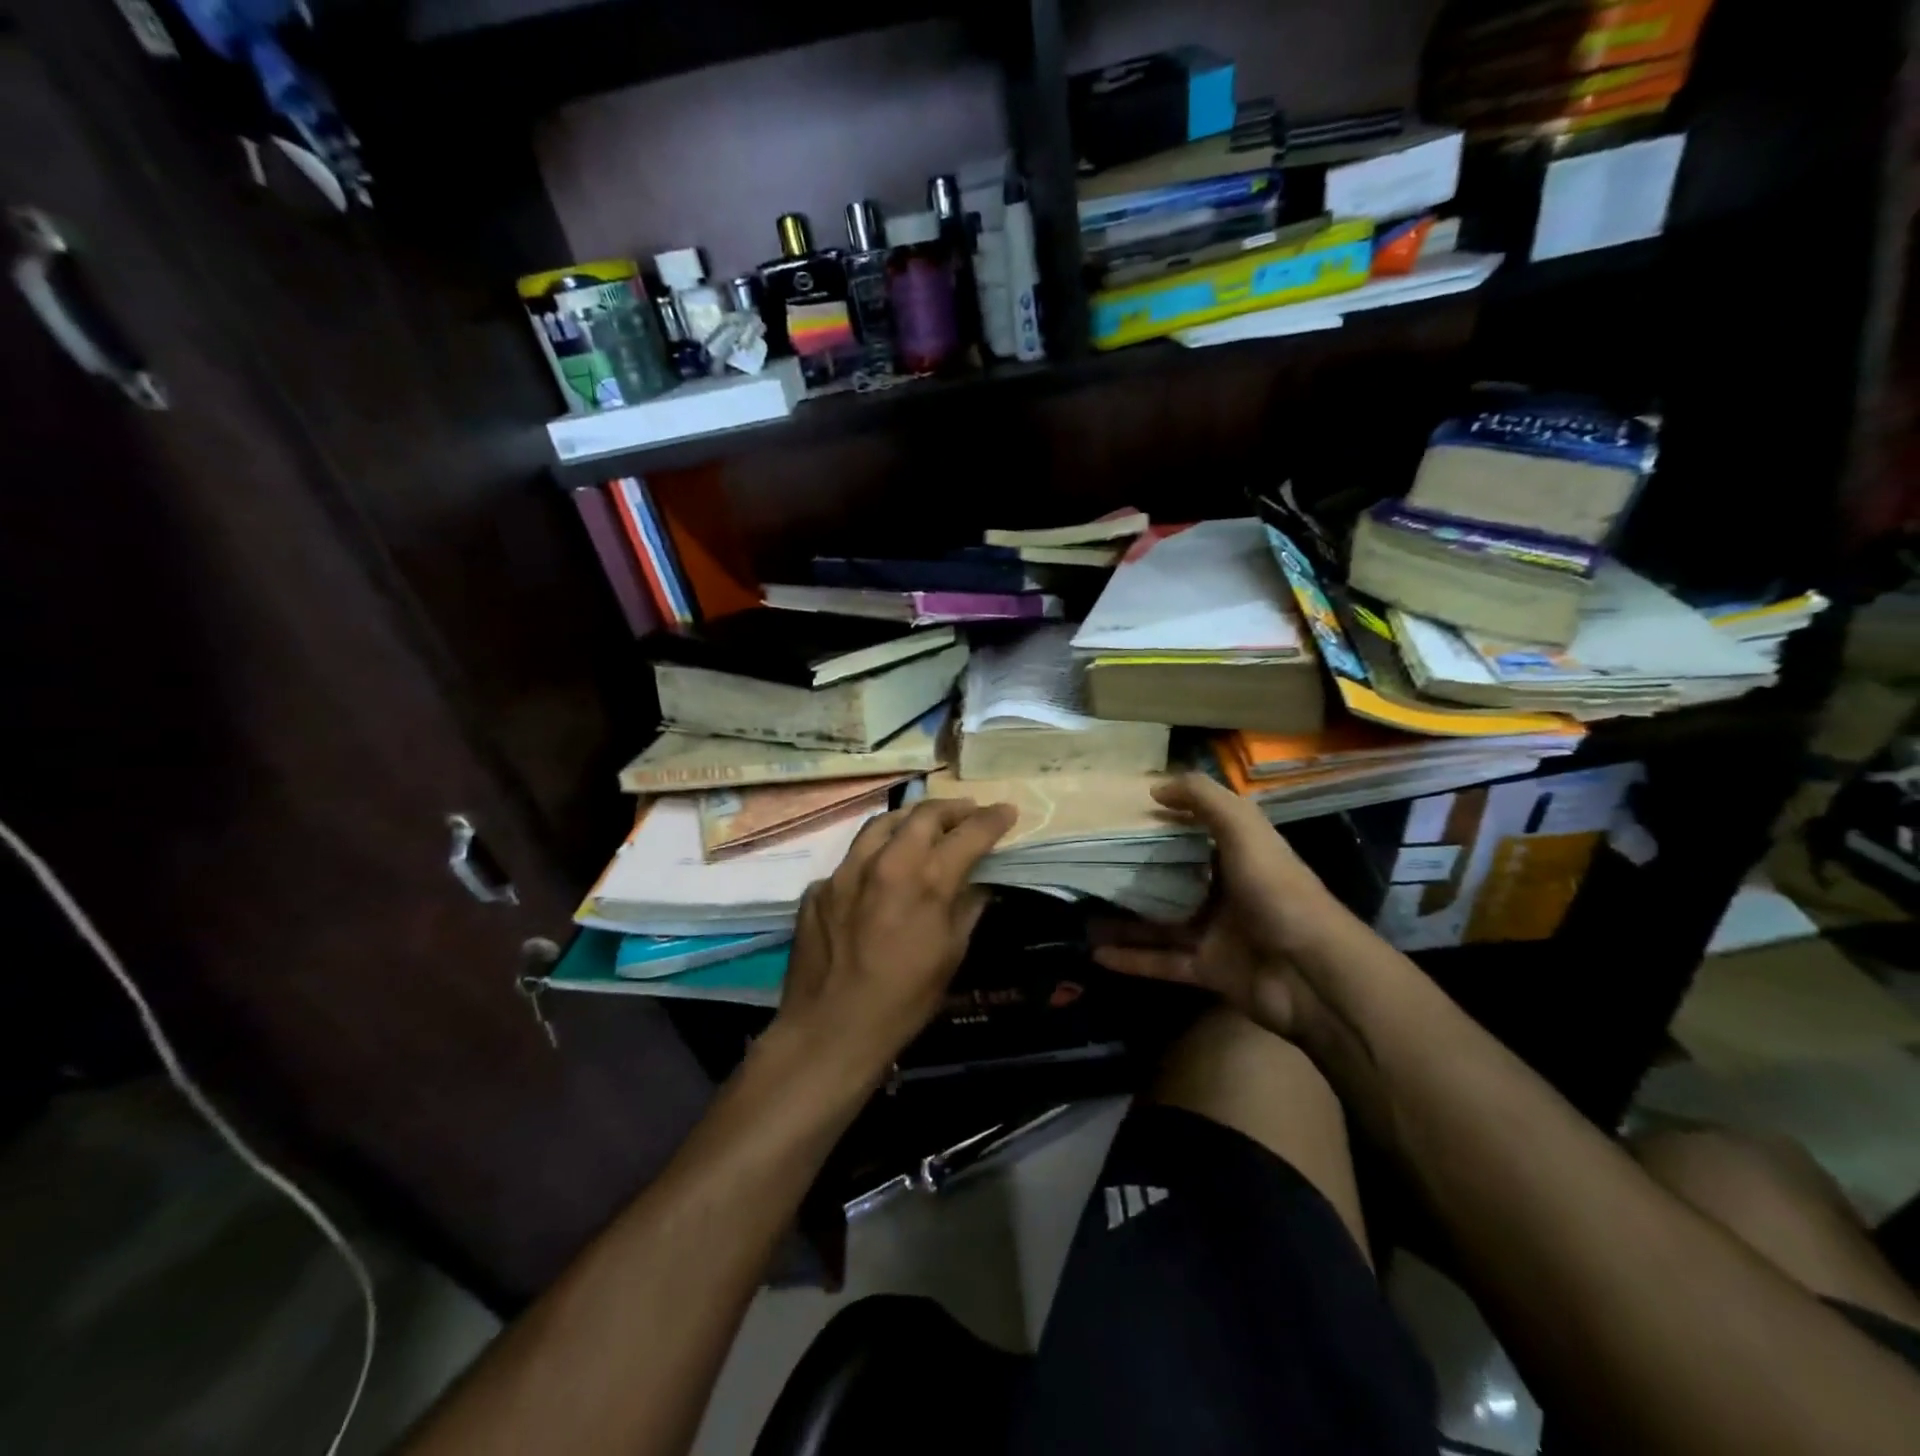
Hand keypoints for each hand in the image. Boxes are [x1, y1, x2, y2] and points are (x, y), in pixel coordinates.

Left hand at [775, 798, 1017, 1079]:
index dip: (993, 819)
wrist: (830, 1031)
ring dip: (910, 819)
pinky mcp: (818, 886)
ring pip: (882, 824)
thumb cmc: (904, 1002)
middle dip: (953, 808)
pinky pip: (852, 859)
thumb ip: (966, 908)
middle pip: (924, 814)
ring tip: (924, 826)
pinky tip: (880, 874)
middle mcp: (885, 862)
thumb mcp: (951, 955)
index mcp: (926, 880)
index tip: (1006, 811)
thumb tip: (976, 883)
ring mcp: (845, 870)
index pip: (969, 833)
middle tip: (968, 813)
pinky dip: (874, 856)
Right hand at [1092, 773, 1351, 1039]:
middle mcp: (1227, 891)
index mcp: (1240, 856)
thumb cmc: (1277, 893)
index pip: (1196, 832)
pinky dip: (1132, 959)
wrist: (1312, 975)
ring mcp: (1217, 933)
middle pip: (1172, 879)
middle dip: (1135, 874)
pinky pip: (1163, 962)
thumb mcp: (1245, 831)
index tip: (1120, 815)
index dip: (1163, 821)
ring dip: (1124, 920)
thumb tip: (1156, 787)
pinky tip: (1096, 953)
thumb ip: (1205, 800)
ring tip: (1082, 913)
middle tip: (1091, 866)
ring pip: (1160, 923)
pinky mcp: (1209, 970)